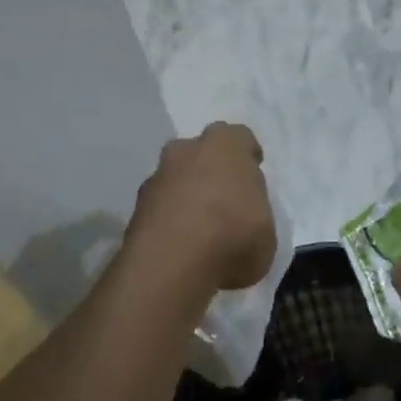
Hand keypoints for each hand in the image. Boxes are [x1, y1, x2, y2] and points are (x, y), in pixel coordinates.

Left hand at [127, 123, 275, 293]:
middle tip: (224, 199)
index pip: (239, 137)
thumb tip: (245, 222)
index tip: (252, 175)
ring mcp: (156, 177)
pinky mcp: (135, 208)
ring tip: (200, 230)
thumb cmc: (233, 236)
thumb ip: (254, 216)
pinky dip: (168, 220)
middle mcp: (187, 151)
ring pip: (175, 179)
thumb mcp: (266, 232)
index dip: (246, 156)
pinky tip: (180, 246)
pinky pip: (159, 207)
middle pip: (200, 152)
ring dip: (186, 196)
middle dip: (210, 170)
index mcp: (226, 146)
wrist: (172, 263)